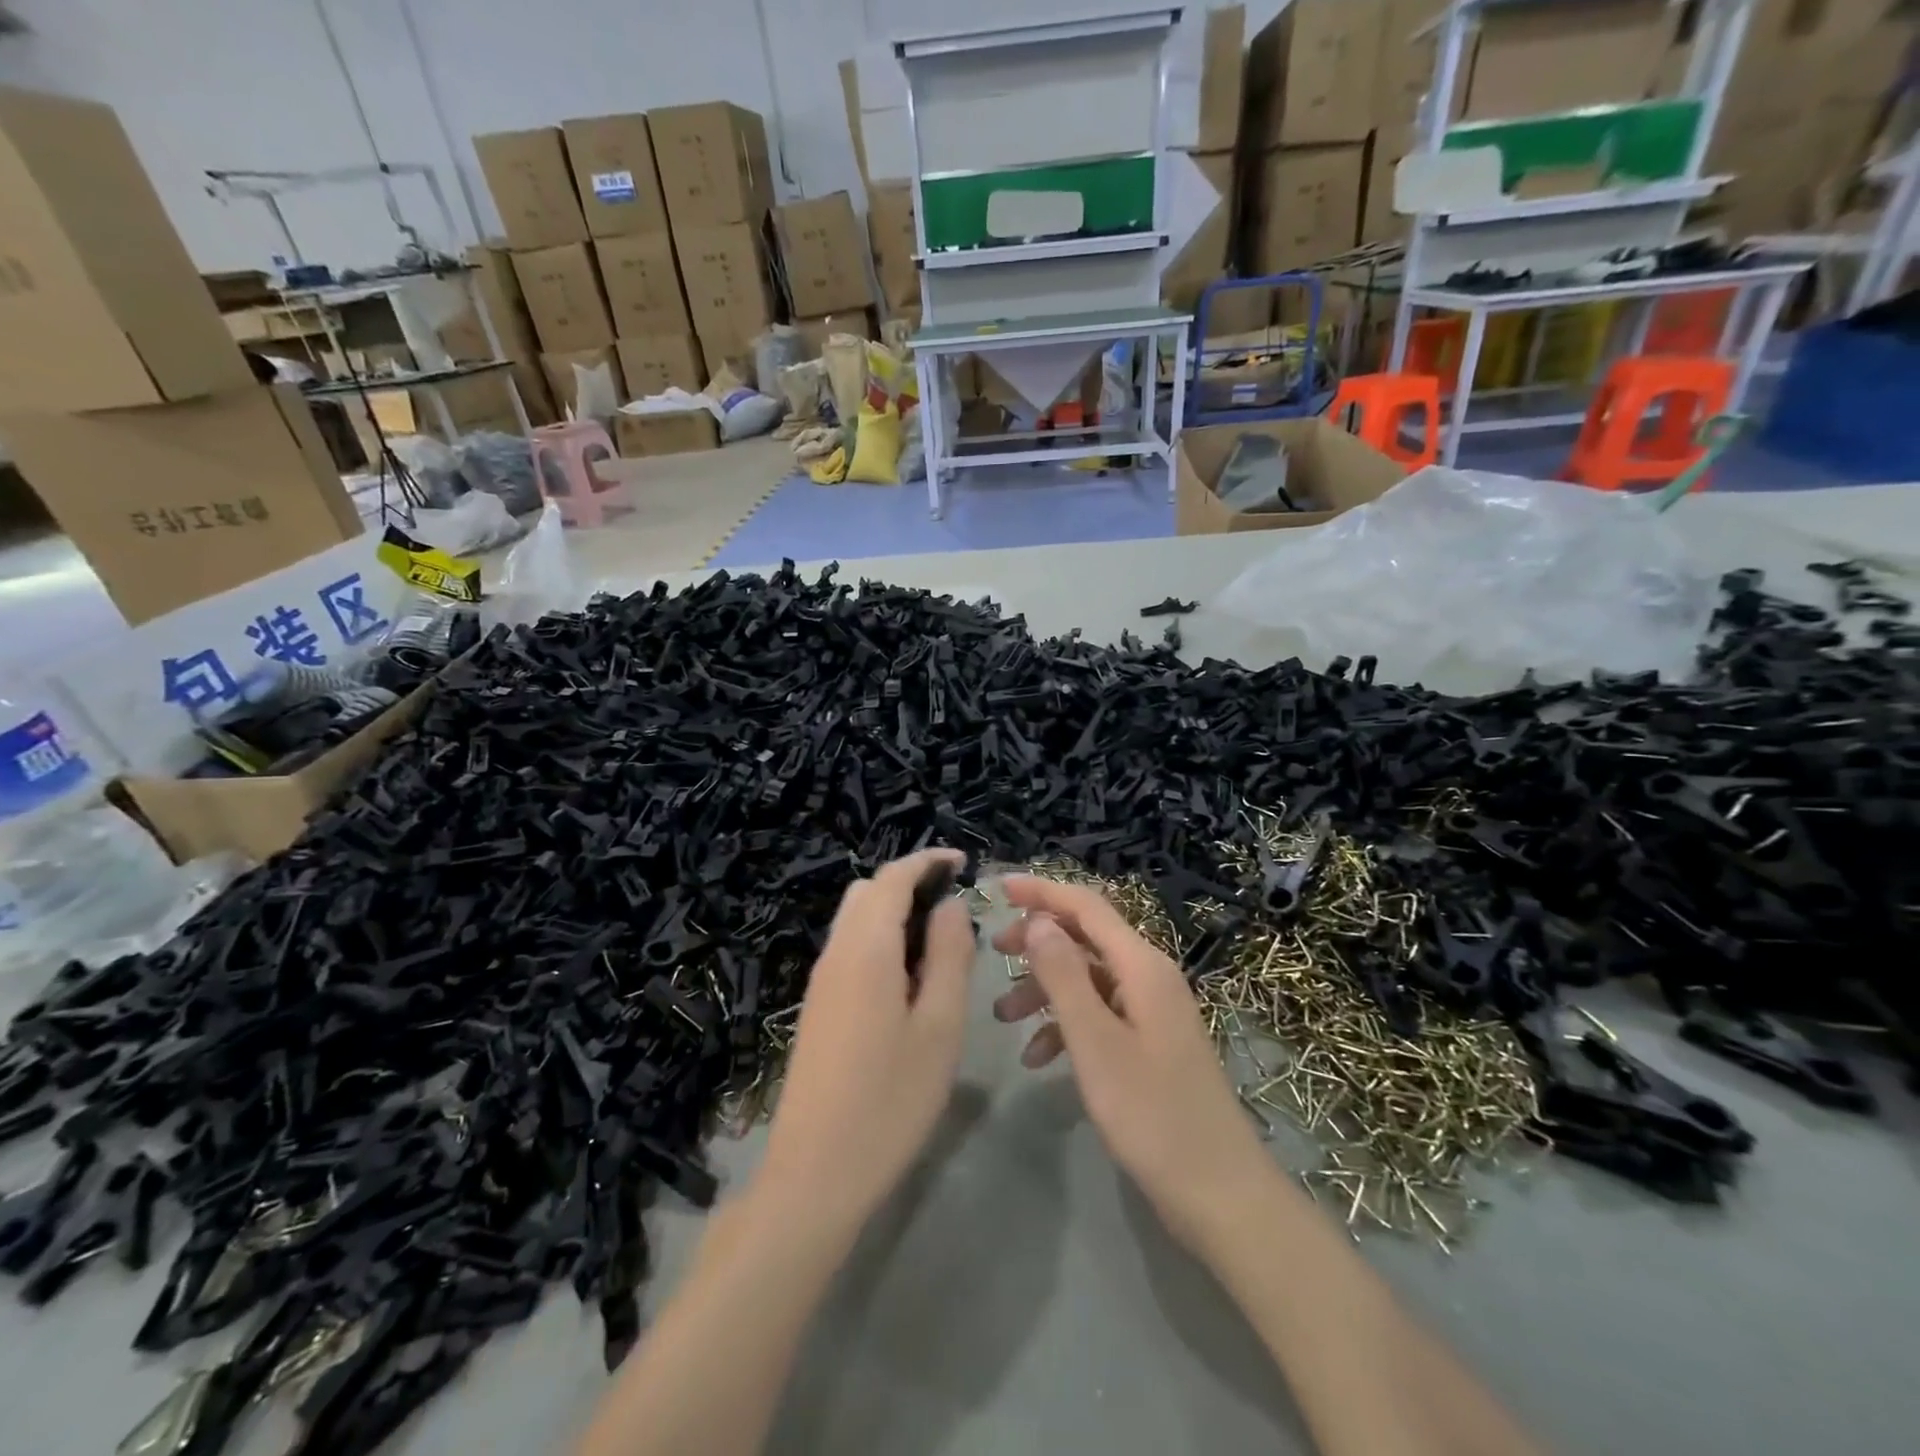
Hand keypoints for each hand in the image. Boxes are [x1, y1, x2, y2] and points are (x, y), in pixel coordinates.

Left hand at [758, 849, 975, 1230]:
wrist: (815, 1174)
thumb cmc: (890, 1100)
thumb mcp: (939, 1027)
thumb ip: (949, 956)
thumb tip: (951, 906)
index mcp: (865, 949)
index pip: (893, 878)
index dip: (927, 861)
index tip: (963, 863)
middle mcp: (836, 954)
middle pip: (868, 892)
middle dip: (911, 884)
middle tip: (956, 909)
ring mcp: (820, 982)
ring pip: (856, 920)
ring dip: (895, 913)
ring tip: (940, 945)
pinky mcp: (817, 1007)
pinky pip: (850, 950)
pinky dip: (881, 940)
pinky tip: (909, 980)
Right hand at [992, 876, 1271, 1256]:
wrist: (1219, 1195)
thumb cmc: (1152, 1115)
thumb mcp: (1095, 1042)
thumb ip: (1063, 975)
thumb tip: (1039, 920)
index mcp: (1142, 966)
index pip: (1086, 907)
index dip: (1042, 892)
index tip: (997, 888)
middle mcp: (1149, 977)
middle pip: (1085, 938)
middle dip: (1037, 940)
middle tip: (993, 953)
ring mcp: (1151, 1011)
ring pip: (1088, 978)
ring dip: (1044, 988)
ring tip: (1002, 1015)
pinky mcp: (1149, 1043)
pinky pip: (1099, 1014)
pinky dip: (1065, 1025)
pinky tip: (1038, 1058)